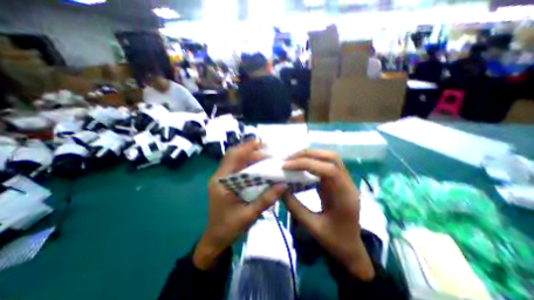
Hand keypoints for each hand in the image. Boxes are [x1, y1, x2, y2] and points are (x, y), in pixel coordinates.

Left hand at [193, 140, 287, 269]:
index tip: (262, 143)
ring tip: (266, 157)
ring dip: (250, 157)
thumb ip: (266, 199)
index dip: (247, 147)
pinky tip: (259, 167)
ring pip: (236, 161)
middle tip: (268, 152)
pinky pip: (238, 168)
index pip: (233, 157)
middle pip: (235, 156)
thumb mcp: (249, 215)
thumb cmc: (228, 228)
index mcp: (221, 182)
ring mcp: (222, 179)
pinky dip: (248, 165)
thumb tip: (283, 184)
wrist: (214, 240)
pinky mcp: (226, 183)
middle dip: (251, 151)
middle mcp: (220, 176)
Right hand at [281, 150, 372, 280]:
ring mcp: (345, 181)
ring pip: (330, 158)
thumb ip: (294, 206)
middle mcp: (348, 184)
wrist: (351, 248)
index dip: (306, 164)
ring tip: (292, 159)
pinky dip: (312, 161)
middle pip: (331, 158)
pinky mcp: (339, 181)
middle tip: (288, 159)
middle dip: (308, 154)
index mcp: (345, 197)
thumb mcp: (312, 227)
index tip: (286, 166)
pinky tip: (301, 165)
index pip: (328, 170)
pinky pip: (327, 164)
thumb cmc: (334, 241)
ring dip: (310, 155)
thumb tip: (280, 187)